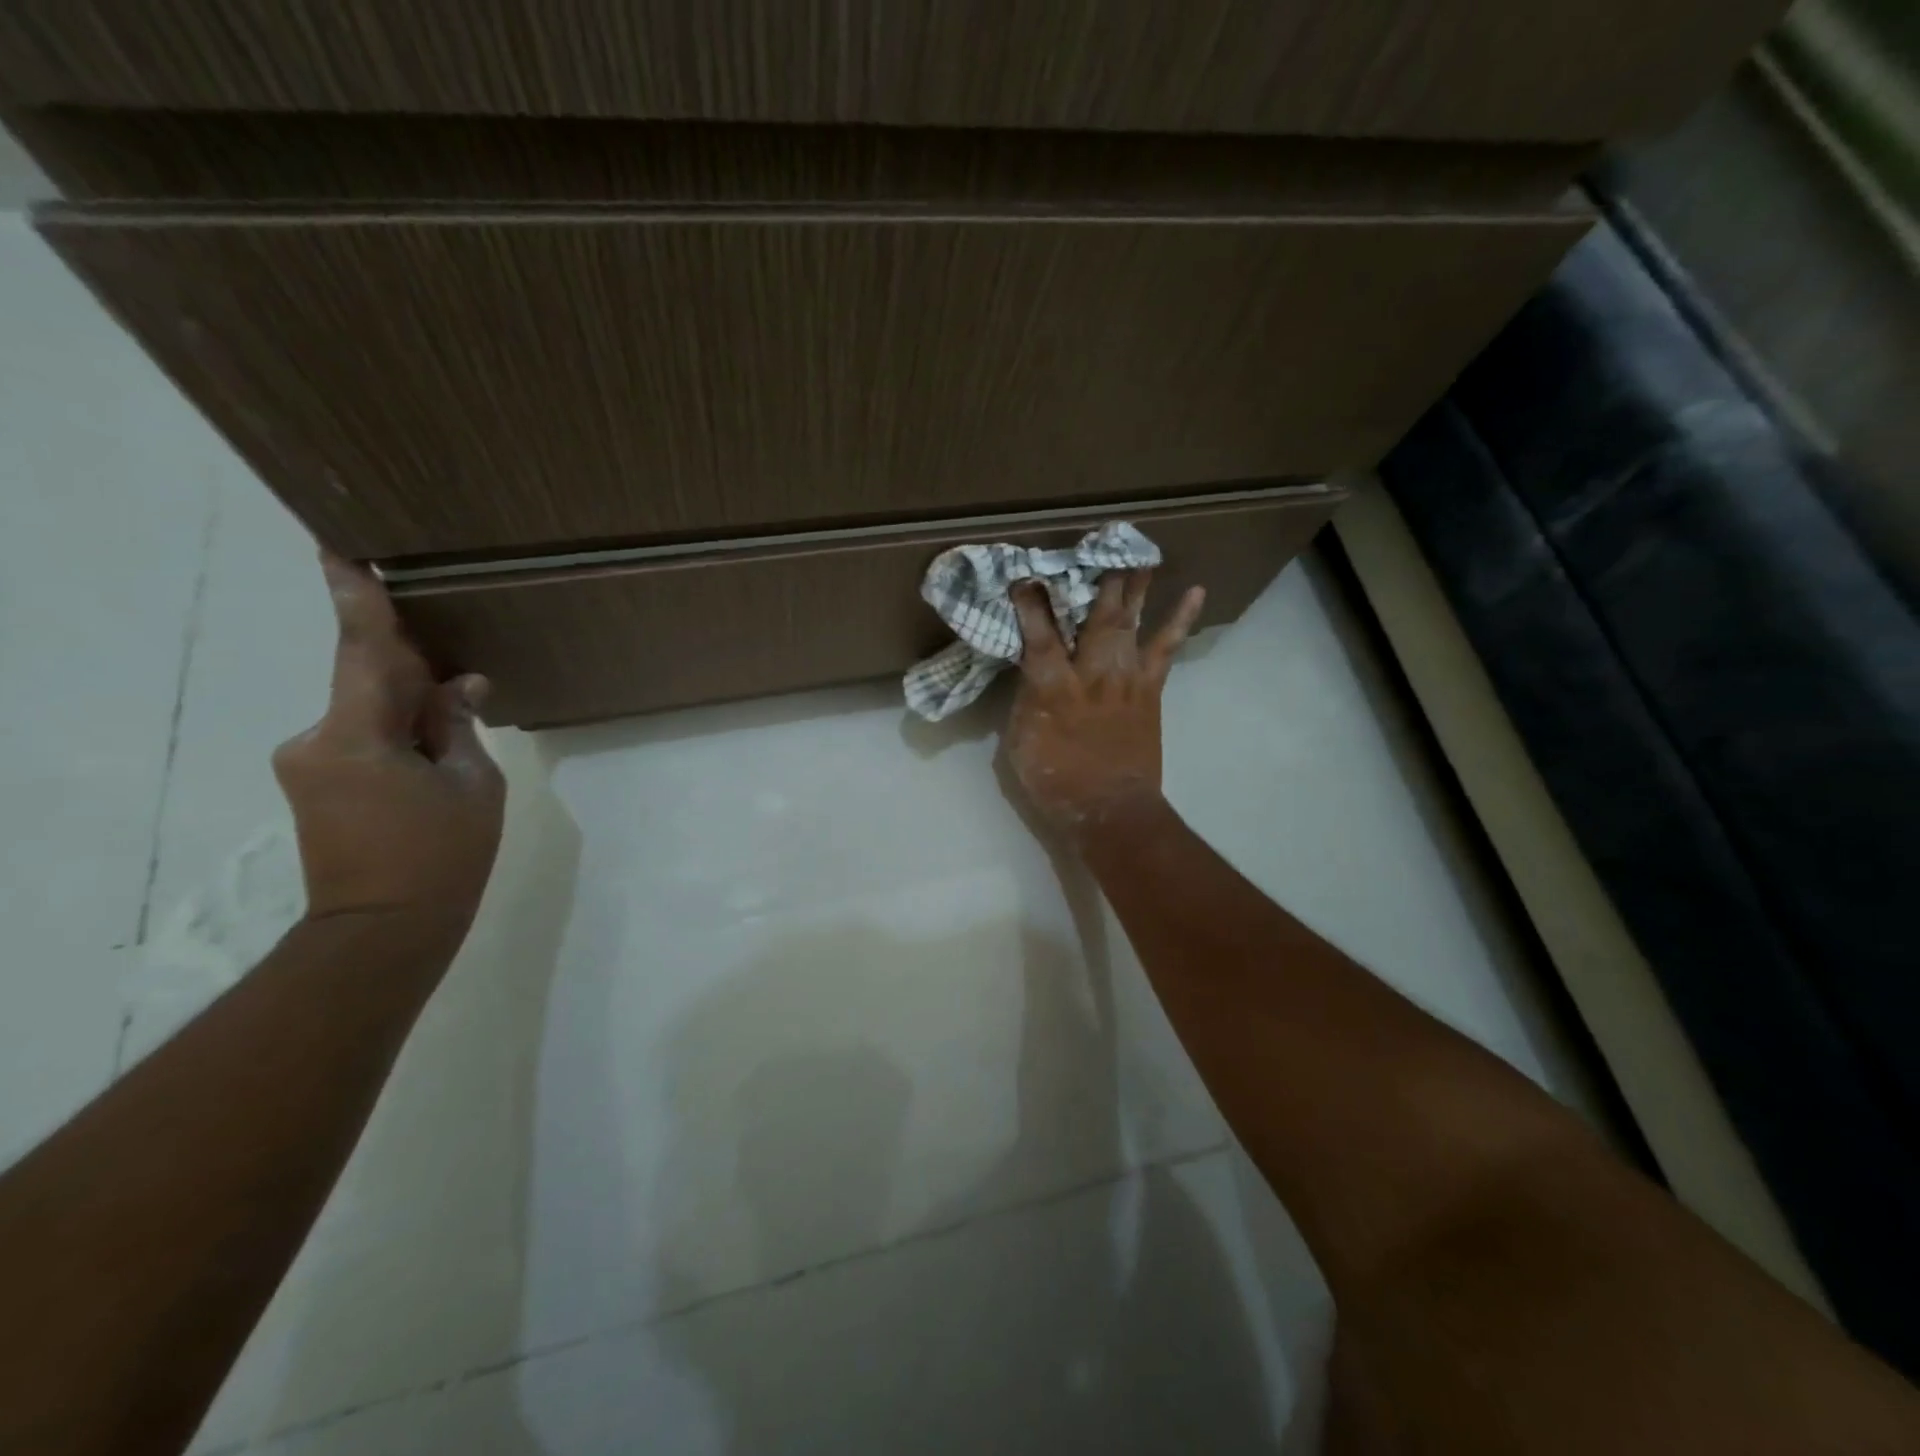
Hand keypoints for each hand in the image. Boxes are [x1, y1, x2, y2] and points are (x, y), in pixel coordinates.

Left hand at [272, 551, 505, 938]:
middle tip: (454, 662)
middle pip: (369, 679)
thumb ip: (459, 727)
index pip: (363, 652)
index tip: (339, 549)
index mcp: (356, 735)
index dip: (357, 599)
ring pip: (368, 710)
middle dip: (413, 668)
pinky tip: (433, 750)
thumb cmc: (442, 857)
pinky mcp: (315, 782)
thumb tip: (459, 687)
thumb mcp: (473, 786)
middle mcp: (316, 738)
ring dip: (410, 706)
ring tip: (457, 723)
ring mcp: (309, 762)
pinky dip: (397, 730)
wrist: (384, 931)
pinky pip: (361, 735)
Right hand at [1002, 569, 1205, 839]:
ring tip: (1143, 551)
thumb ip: (1025, 699)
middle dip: (1097, 578)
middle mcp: (1092, 673)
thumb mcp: (1020, 742)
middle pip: (1095, 616)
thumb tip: (1031, 669)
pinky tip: (1194, 593)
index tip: (1026, 574)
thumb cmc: (1056, 780)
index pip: (1039, 635)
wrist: (1112, 809)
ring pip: (1131, 621)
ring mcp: (1126, 677)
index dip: (1031, 603)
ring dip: (1135, 585)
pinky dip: (1180, 620)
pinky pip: (1167, 647)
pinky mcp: (1150, 688)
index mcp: (1053, 688)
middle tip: (1102, 541)